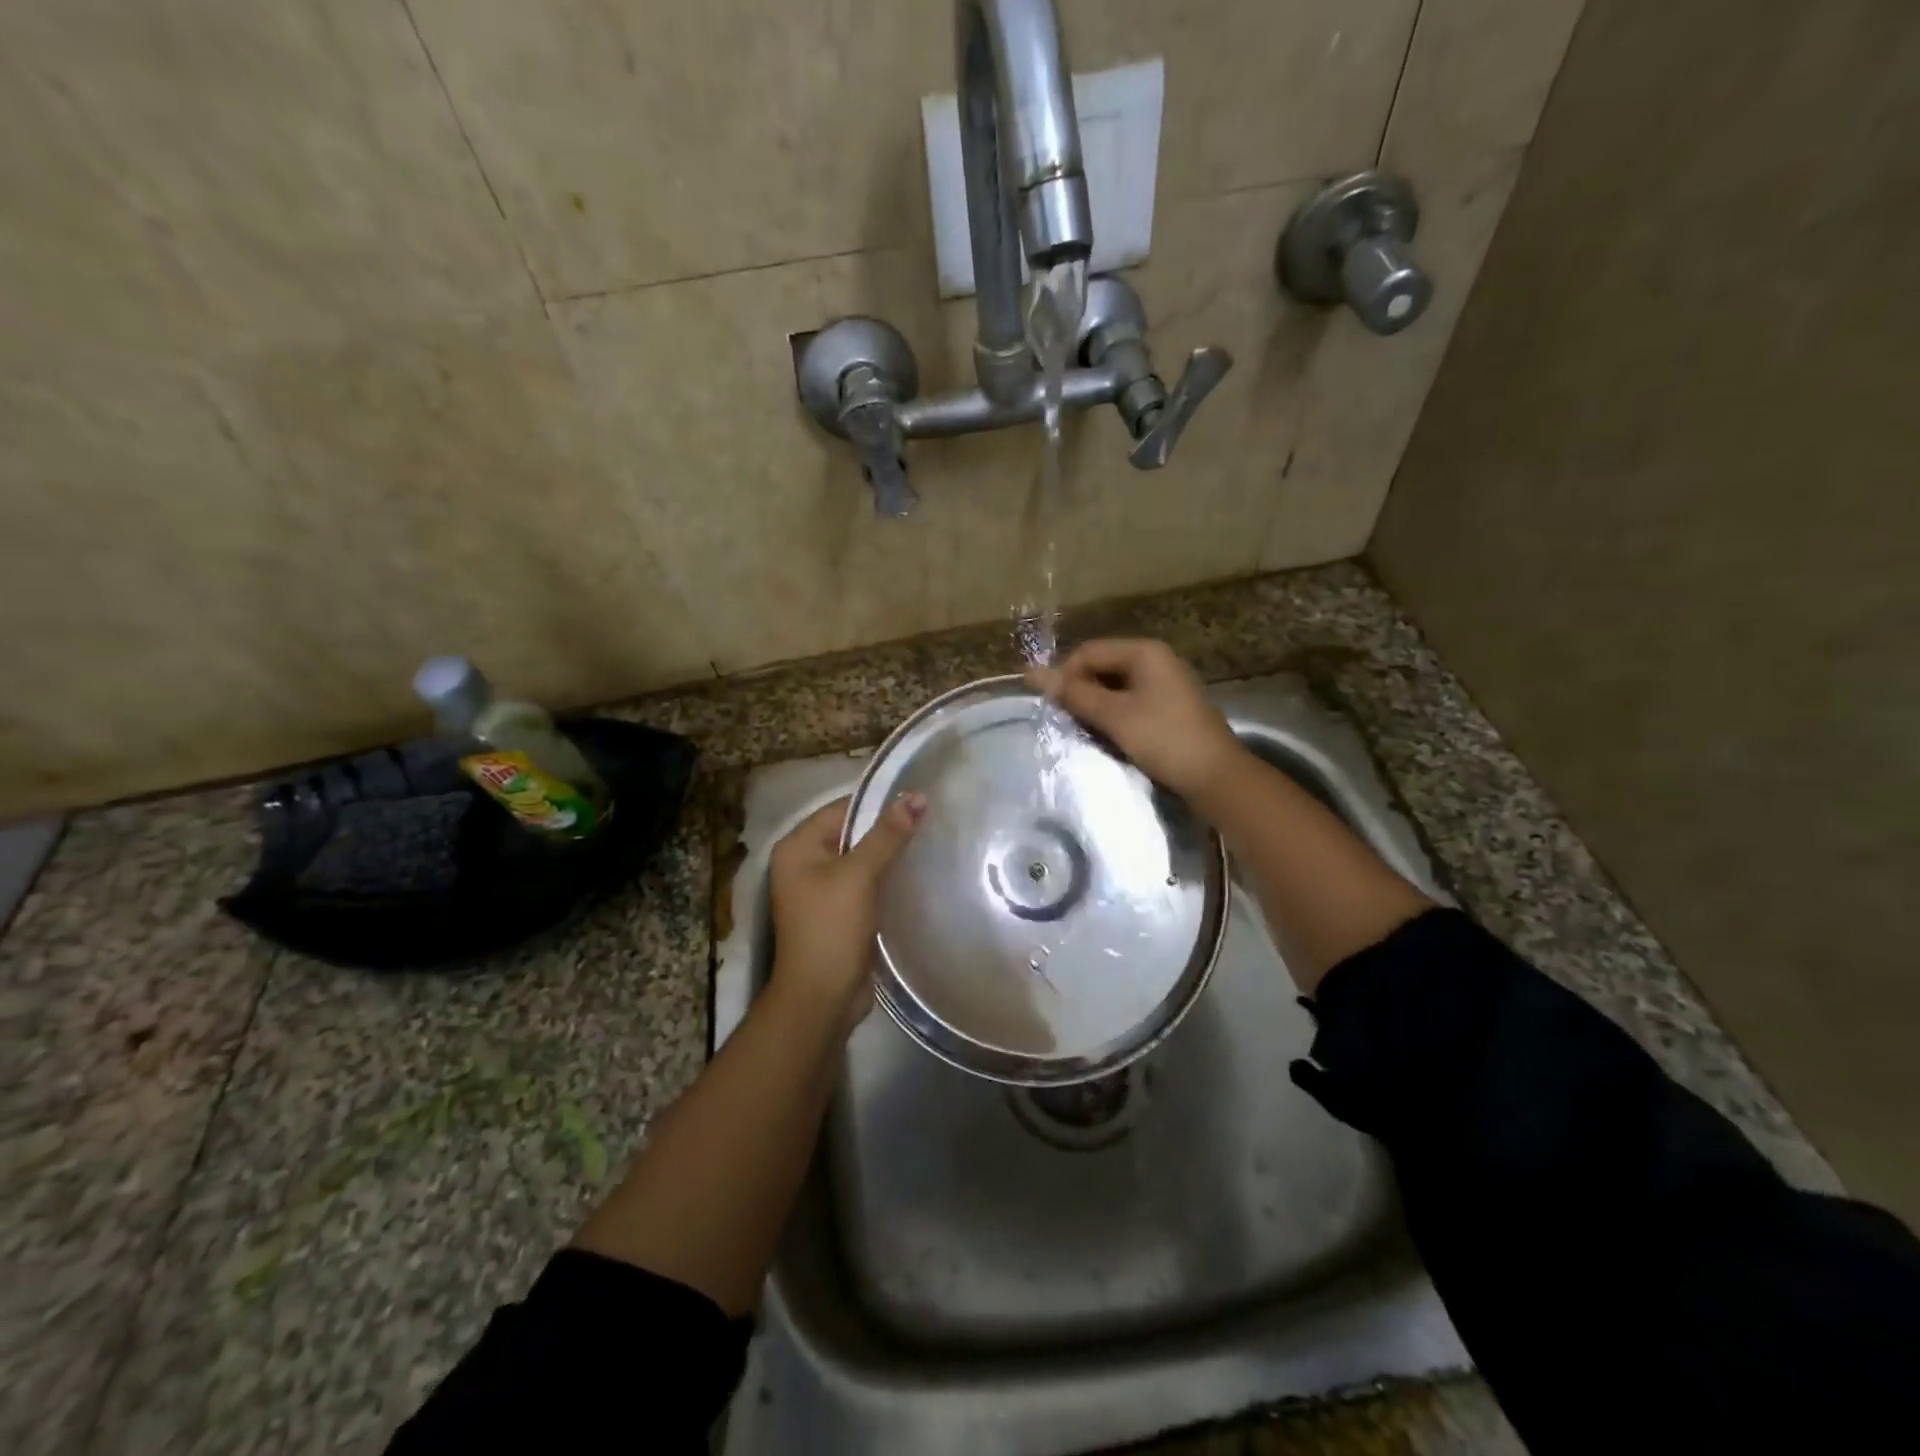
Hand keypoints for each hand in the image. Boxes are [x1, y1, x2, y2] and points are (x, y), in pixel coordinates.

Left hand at [767, 793, 925, 1022]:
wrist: (822, 999)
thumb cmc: (831, 928)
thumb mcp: (859, 876)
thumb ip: (887, 835)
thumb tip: (917, 796)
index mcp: (798, 847)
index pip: (842, 809)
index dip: (879, 804)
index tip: (920, 800)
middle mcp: (805, 863)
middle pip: (853, 833)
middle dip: (888, 830)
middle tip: (932, 821)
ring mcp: (822, 890)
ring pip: (863, 860)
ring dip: (891, 855)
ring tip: (931, 843)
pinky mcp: (840, 912)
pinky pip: (867, 884)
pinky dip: (888, 879)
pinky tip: (918, 874)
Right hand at [1027, 639, 1243, 800]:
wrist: (1215, 777)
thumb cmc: (1163, 739)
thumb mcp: (1113, 715)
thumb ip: (1073, 693)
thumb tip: (1031, 673)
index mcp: (1145, 652)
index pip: (1089, 651)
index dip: (1063, 673)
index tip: (1046, 703)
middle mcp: (1156, 660)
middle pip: (1102, 666)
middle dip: (1079, 689)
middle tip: (1060, 717)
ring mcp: (1165, 684)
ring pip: (1115, 686)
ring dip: (1094, 704)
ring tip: (1079, 727)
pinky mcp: (1169, 707)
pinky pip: (1130, 701)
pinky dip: (1112, 714)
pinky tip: (1104, 734)